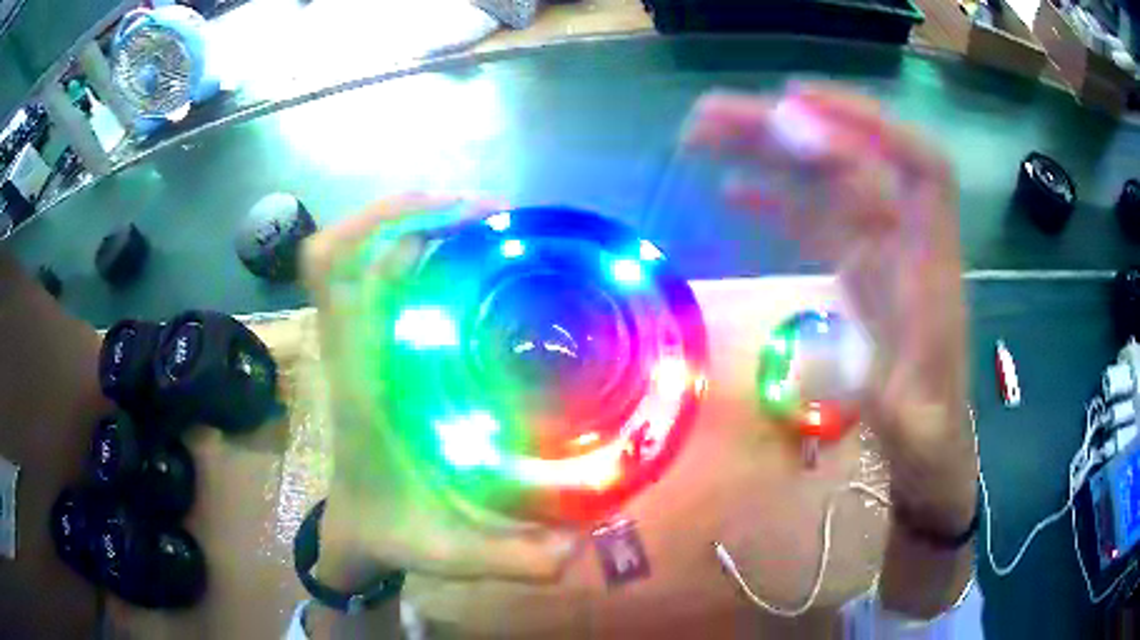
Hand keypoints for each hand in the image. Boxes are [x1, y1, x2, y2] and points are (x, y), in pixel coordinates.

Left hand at [301, 194, 578, 587]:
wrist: (354, 533)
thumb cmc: (389, 533)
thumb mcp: (448, 553)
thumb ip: (512, 560)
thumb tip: (579, 547)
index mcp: (362, 380)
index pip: (337, 274)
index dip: (384, 221)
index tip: (459, 213)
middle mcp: (354, 350)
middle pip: (346, 250)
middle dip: (414, 213)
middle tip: (495, 218)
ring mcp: (359, 347)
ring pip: (363, 258)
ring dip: (419, 229)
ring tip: (493, 232)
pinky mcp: (372, 354)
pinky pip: (380, 283)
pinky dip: (418, 257)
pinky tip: (475, 272)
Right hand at [683, 84, 976, 537]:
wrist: (932, 439)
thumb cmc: (929, 433)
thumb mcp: (914, 428)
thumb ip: (889, 400)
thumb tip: (839, 362)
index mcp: (931, 266)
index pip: (920, 167)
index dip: (869, 123)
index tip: (800, 102)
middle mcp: (905, 240)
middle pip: (854, 160)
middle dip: (787, 128)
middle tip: (712, 115)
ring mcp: (877, 248)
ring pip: (825, 181)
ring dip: (769, 151)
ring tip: (703, 135)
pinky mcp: (856, 265)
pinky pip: (814, 217)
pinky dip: (774, 197)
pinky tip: (732, 188)